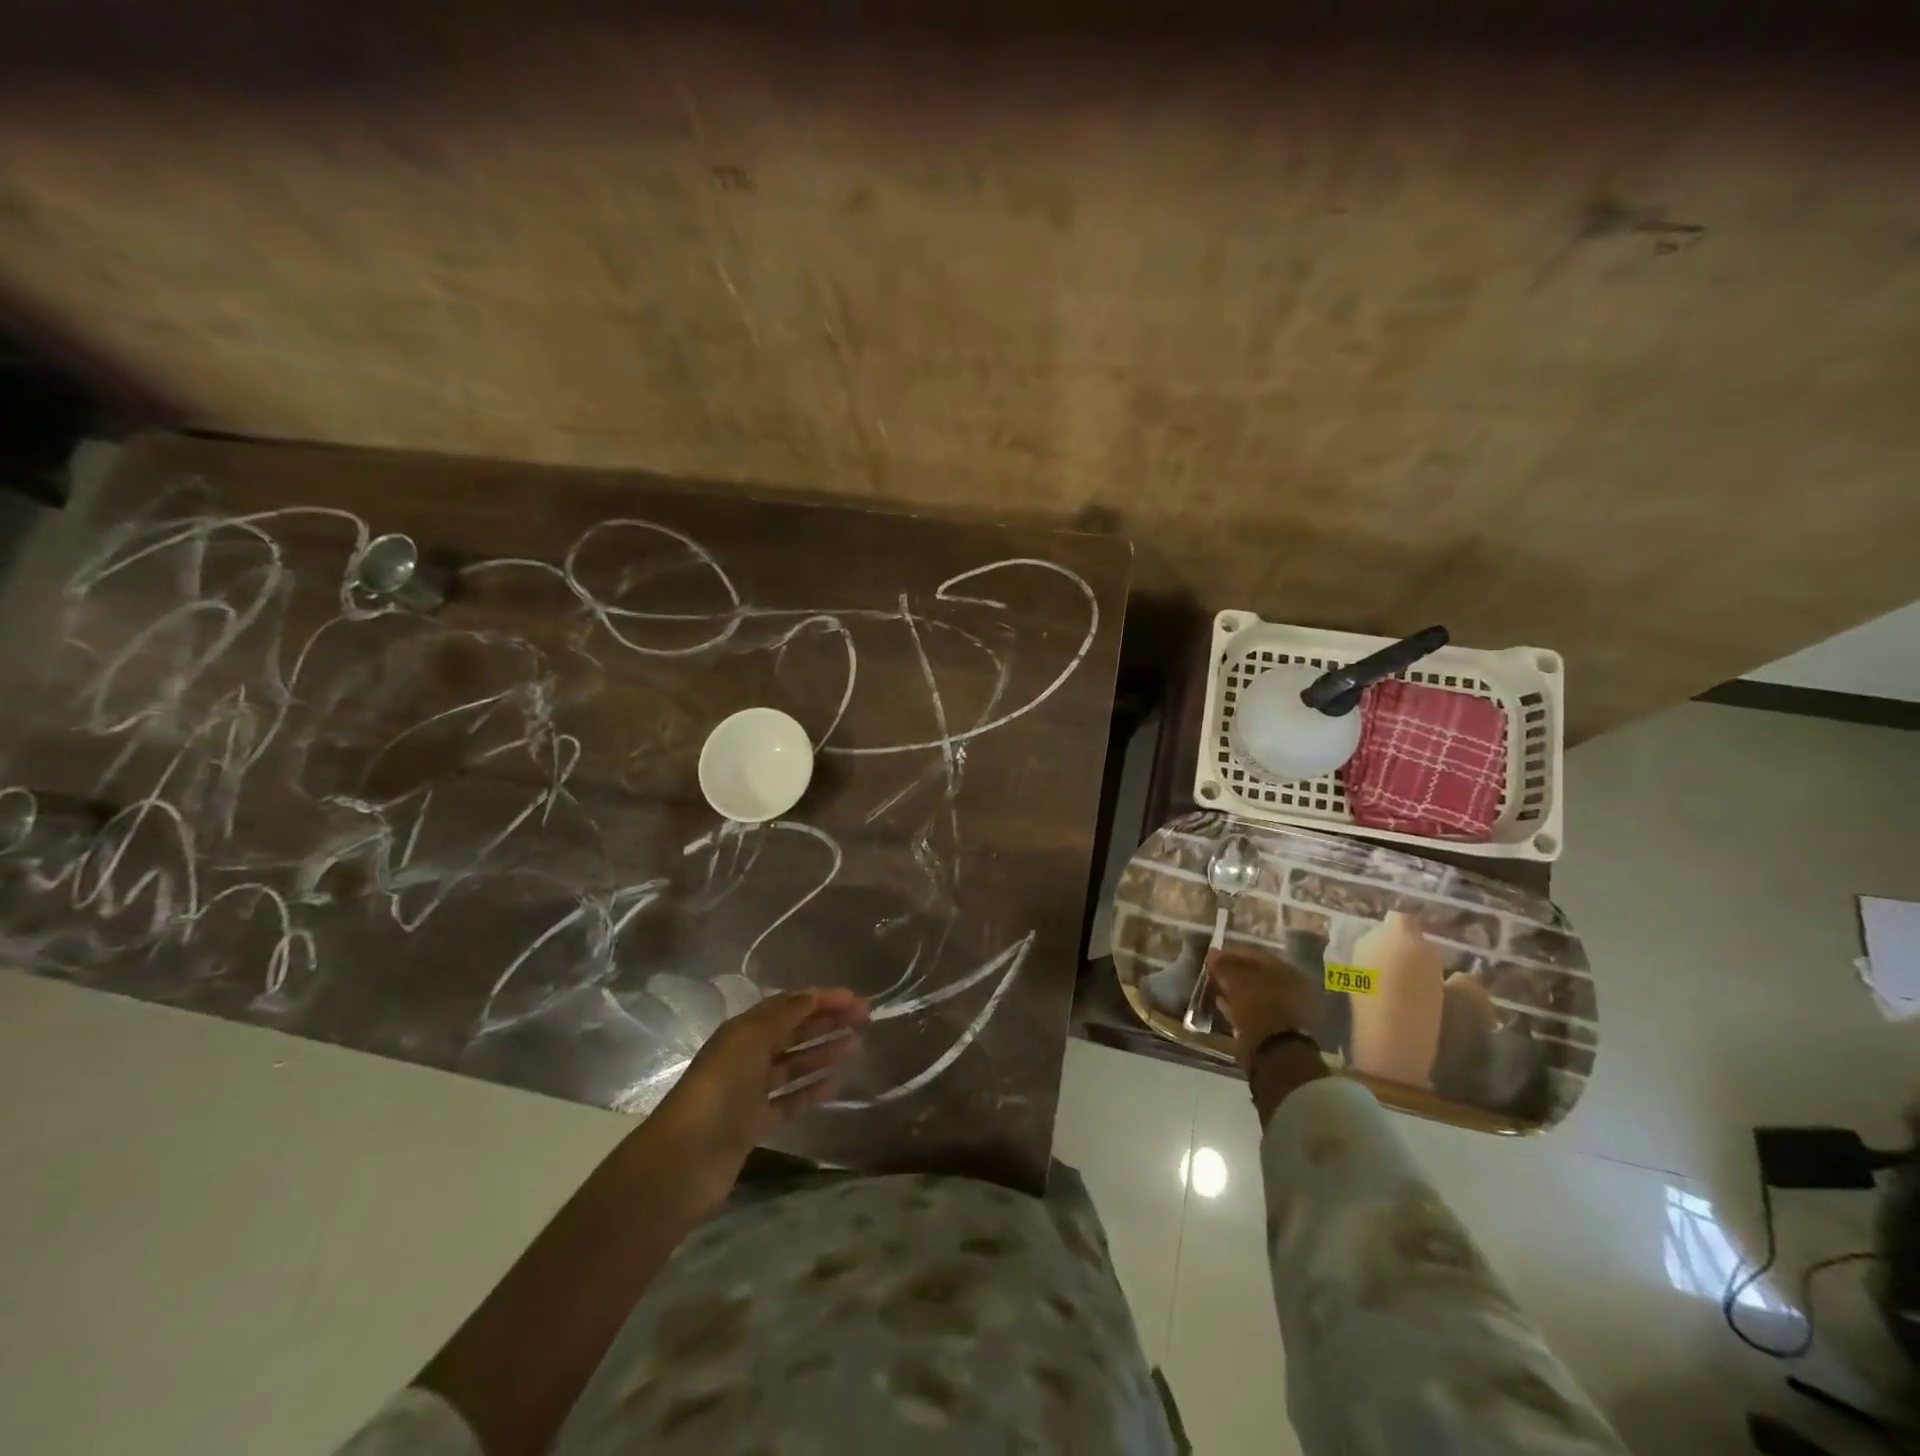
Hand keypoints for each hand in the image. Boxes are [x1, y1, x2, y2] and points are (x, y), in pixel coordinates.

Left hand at [641, 988, 869, 1215]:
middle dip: (827, 1022)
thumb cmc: (720, 1088)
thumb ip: (784, 1015)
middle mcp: (747, 1056)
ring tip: (855, 1046)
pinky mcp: (756, 1124)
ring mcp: (751, 1092)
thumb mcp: (750, 1039)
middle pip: (793, 1032)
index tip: (856, 1000)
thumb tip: (813, 994)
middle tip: (865, 1019)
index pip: (788, 1006)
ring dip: (823, 1053)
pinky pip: (790, 1100)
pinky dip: (812, 1090)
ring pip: (794, 1065)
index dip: (821, 999)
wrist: (686, 1159)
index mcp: (742, 1030)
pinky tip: (837, 1083)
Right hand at [1207, 947, 1321, 1072]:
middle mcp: (1293, 989)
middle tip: (1214, 971)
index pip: (1257, 955)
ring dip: (1236, 990)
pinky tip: (1222, 1004)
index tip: (1213, 955)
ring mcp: (1287, 1011)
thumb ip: (1225, 966)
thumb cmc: (1259, 1008)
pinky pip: (1254, 1011)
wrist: (1275, 1054)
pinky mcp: (1277, 1030)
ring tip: (1216, 986)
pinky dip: (1239, 1006)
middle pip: (1258, 975)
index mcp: (1289, 972)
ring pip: (1256, 994)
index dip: (1233, 953)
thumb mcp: (1237, 982)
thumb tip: (1213, 953)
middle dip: (1235, 972)